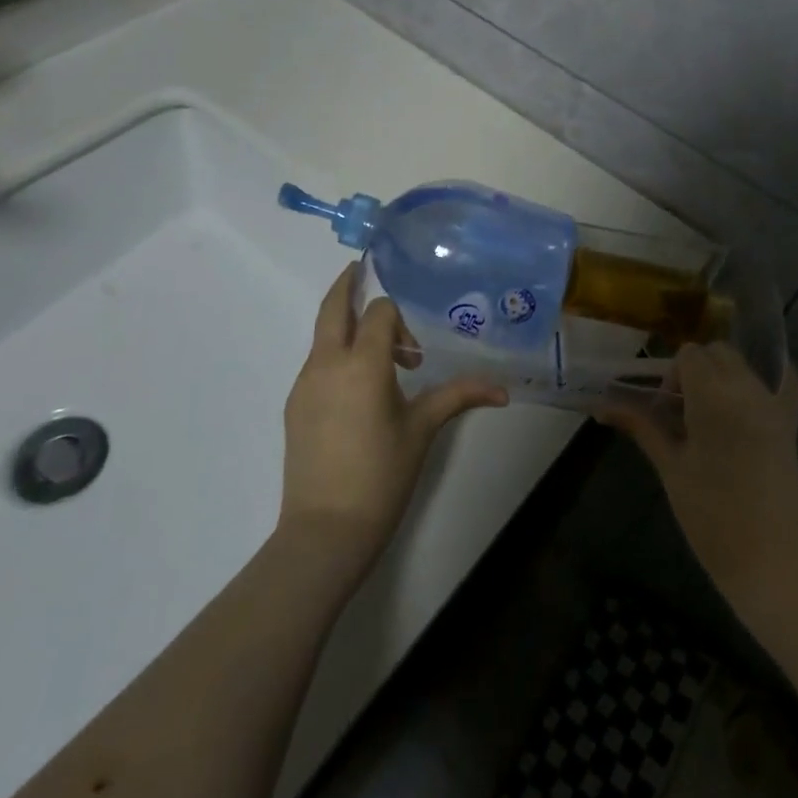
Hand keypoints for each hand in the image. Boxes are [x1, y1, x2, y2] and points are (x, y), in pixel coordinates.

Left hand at [278, 264, 506, 578]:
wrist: (325, 530)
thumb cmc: (382, 474)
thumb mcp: (423, 430)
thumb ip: (459, 397)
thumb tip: (503, 390)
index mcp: (362, 364)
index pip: (379, 313)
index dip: (400, 319)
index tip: (415, 352)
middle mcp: (327, 364)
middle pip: (332, 308)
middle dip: (346, 284)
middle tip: (361, 267)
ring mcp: (305, 384)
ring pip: (322, 336)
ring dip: (344, 326)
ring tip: (376, 345)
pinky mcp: (295, 406)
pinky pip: (316, 363)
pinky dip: (335, 355)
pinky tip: (357, 386)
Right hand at [599, 343, 797, 617]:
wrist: (772, 562)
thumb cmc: (711, 519)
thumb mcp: (671, 468)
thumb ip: (642, 426)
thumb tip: (602, 406)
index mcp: (714, 398)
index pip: (689, 355)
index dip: (672, 375)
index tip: (665, 409)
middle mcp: (748, 389)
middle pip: (717, 352)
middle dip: (695, 370)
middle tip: (682, 412)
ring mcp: (775, 404)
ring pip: (743, 365)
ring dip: (722, 376)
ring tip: (709, 417)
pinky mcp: (792, 422)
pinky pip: (785, 382)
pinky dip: (768, 379)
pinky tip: (749, 399)